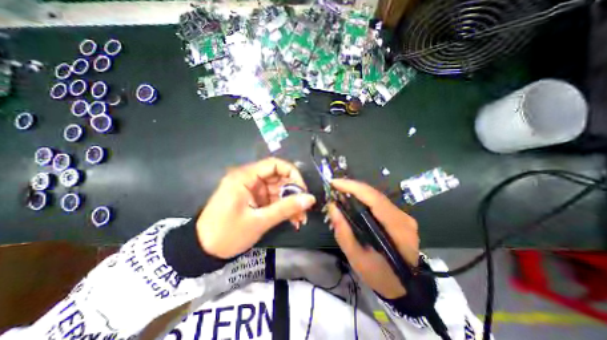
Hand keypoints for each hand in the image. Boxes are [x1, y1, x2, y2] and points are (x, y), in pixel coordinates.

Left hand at [196, 158, 317, 257]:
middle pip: (278, 177)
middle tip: (304, 209)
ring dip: (291, 203)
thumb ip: (286, 208)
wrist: (202, 251)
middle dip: (294, 193)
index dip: (292, 174)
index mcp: (245, 177)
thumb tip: (310, 199)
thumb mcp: (259, 221)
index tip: (303, 191)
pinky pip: (273, 198)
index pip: (275, 164)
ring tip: (300, 219)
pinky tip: (292, 220)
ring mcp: (252, 189)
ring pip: (278, 189)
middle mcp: (249, 178)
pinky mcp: (254, 198)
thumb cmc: (227, 234)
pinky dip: (283, 208)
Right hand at [325, 179, 420, 298]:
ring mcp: (403, 216)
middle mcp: (403, 217)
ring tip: (339, 191)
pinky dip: (363, 198)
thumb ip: (343, 232)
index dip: (353, 187)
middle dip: (352, 187)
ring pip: (376, 196)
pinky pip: (378, 202)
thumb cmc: (380, 276)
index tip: (334, 183)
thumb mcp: (357, 258)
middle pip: (375, 194)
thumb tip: (332, 207)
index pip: (374, 199)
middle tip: (333, 186)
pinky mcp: (400, 217)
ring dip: (356, 191)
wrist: (405, 288)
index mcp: (397, 229)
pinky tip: (351, 199)